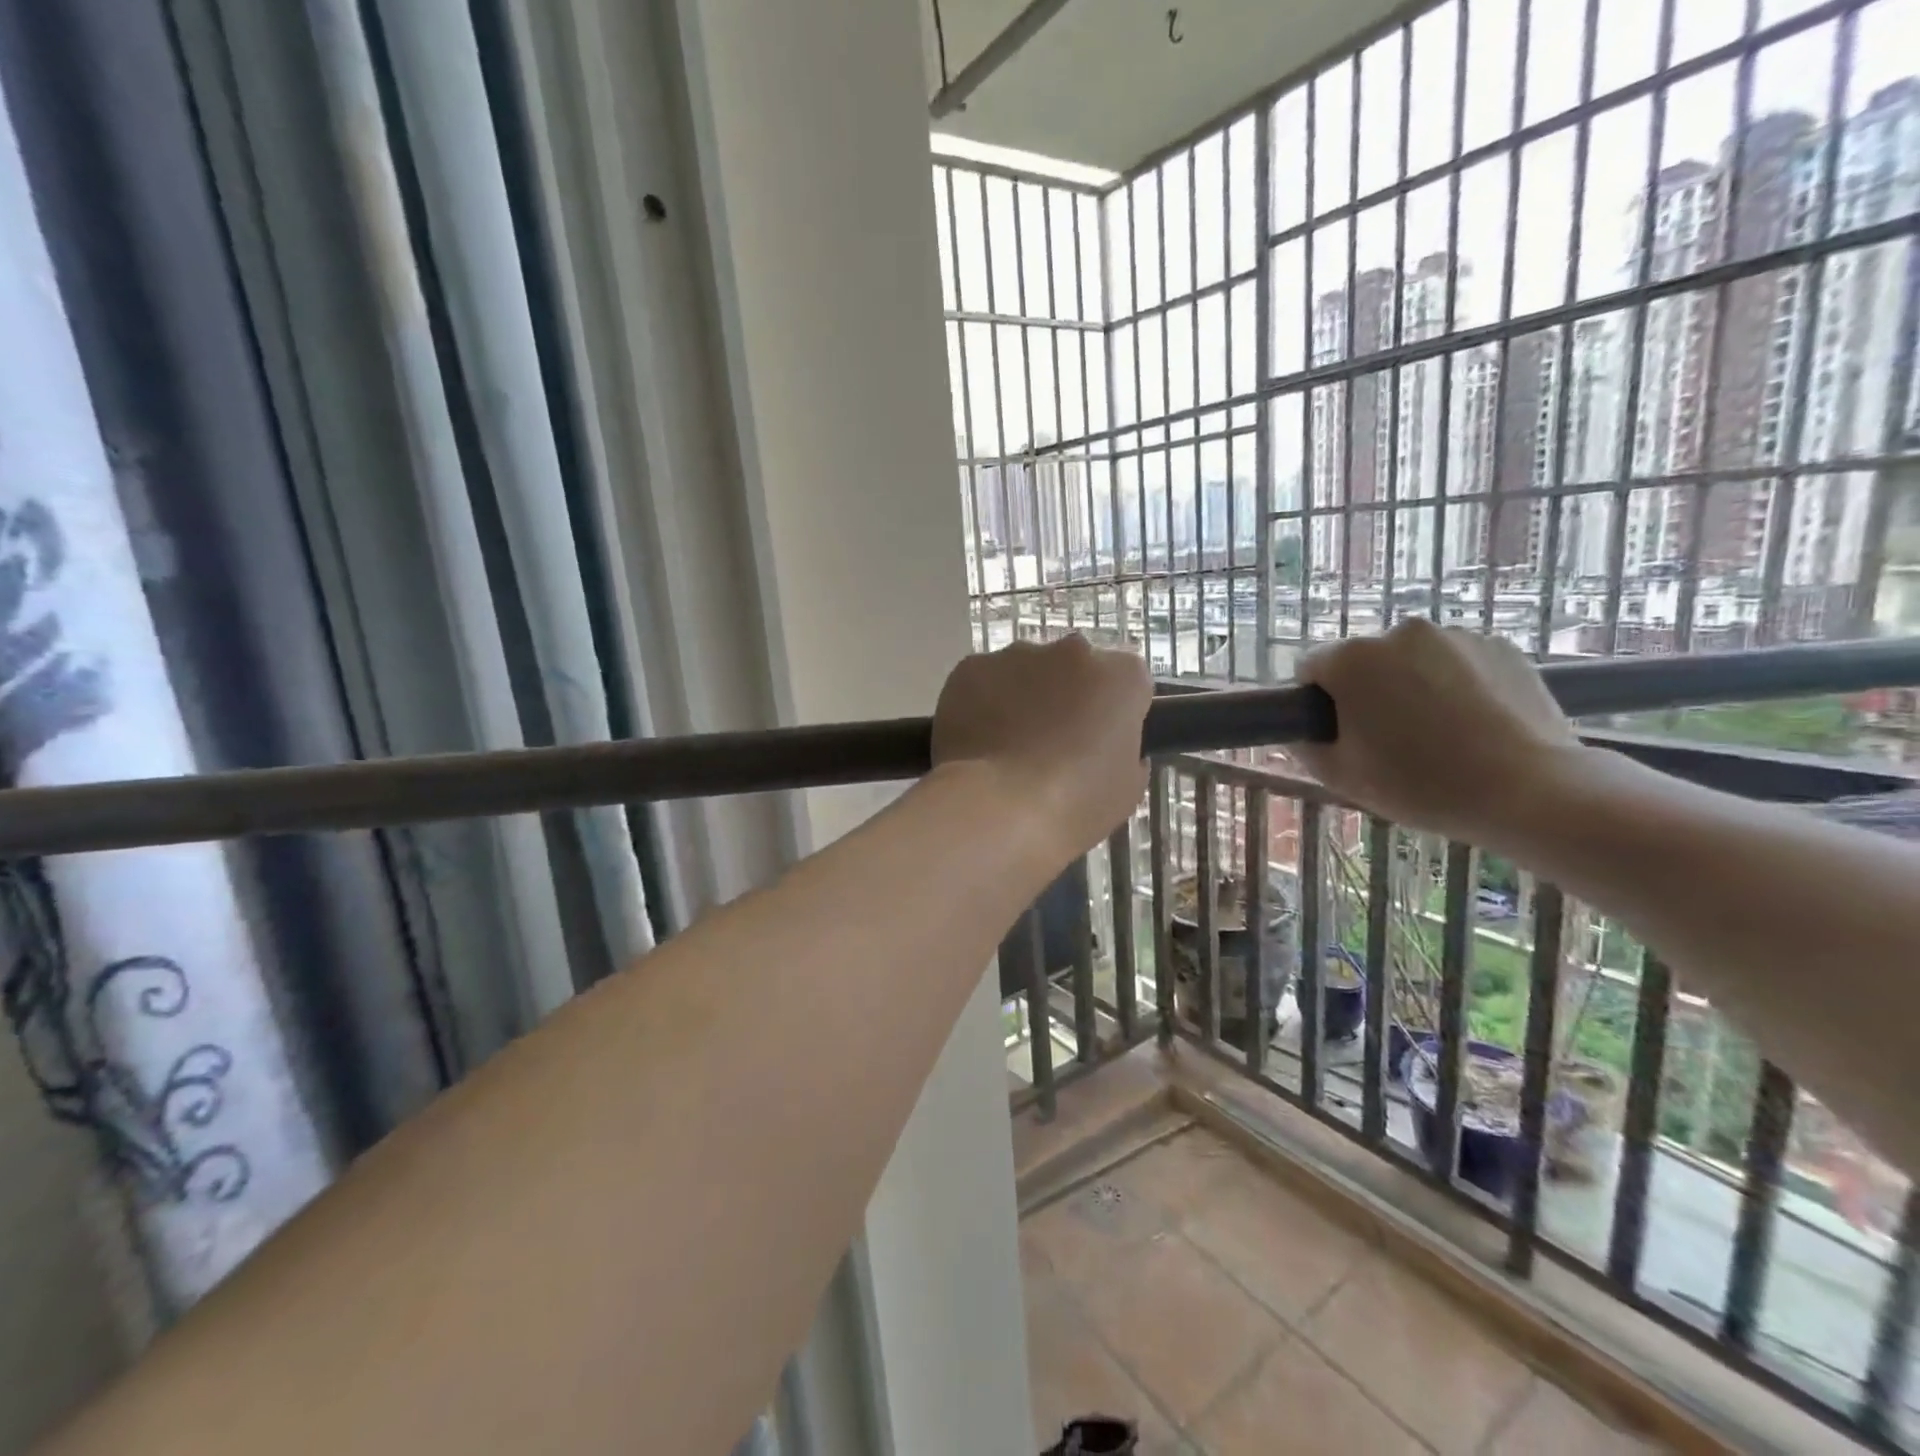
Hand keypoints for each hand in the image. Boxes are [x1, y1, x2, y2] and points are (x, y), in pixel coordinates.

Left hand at [931, 636, 1151, 862]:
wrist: (996, 808)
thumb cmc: (1074, 804)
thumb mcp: (1126, 790)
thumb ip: (1126, 753)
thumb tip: (1110, 746)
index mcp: (1121, 675)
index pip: (1127, 682)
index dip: (1114, 712)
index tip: (1100, 742)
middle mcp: (1073, 650)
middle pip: (1075, 668)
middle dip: (1067, 696)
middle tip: (1053, 744)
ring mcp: (1017, 654)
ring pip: (1026, 670)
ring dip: (1023, 698)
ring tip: (1008, 747)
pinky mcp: (971, 666)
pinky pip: (983, 681)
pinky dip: (982, 703)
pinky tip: (978, 742)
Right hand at [1291, 618, 1580, 845]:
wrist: (1530, 791)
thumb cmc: (1421, 784)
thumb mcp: (1340, 776)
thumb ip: (1306, 745)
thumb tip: (1303, 730)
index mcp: (1352, 659)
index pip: (1310, 668)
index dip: (1317, 703)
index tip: (1339, 735)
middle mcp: (1399, 633)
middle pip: (1363, 661)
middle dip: (1366, 692)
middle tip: (1388, 741)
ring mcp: (1455, 635)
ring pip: (1411, 660)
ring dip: (1411, 686)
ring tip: (1438, 735)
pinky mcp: (1500, 645)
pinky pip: (1456, 661)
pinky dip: (1454, 684)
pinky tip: (1472, 724)